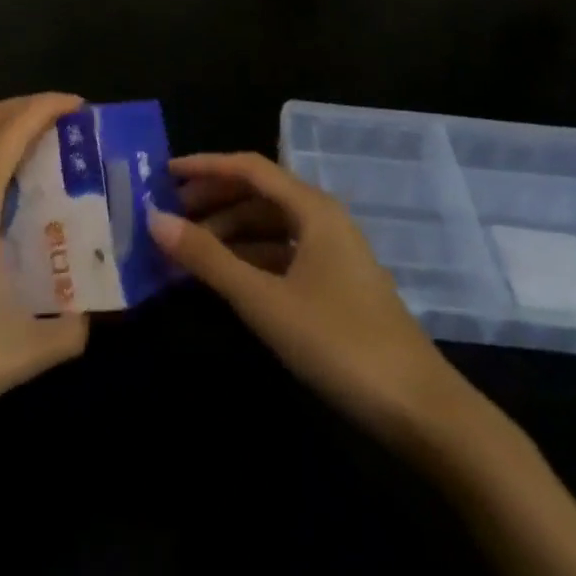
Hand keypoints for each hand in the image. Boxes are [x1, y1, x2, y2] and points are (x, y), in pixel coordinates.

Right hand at [150, 153, 477, 445]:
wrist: (419, 409)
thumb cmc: (338, 342)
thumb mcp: (264, 300)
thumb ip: (209, 258)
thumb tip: (155, 220)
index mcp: (313, 208)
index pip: (250, 168)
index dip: (207, 166)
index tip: (165, 174)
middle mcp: (324, 219)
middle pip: (260, 194)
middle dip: (214, 201)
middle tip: (170, 217)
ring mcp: (333, 253)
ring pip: (271, 226)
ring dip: (230, 233)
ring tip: (188, 251)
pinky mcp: (336, 284)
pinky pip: (284, 254)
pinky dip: (251, 258)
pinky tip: (226, 278)